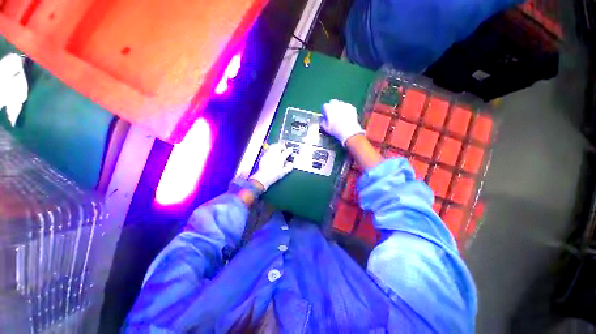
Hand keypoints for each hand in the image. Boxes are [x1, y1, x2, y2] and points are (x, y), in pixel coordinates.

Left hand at [249, 143, 293, 190]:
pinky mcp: (263, 156)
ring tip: (278, 150)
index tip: (291, 151)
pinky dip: (271, 150)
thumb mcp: (284, 172)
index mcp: (281, 157)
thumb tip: (292, 164)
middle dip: (282, 146)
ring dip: (276, 147)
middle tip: (284, 149)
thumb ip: (289, 167)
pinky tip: (272, 154)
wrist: (263, 177)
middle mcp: (274, 154)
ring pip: (273, 146)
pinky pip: (268, 150)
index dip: (290, 150)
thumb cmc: (274, 175)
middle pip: (279, 146)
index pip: (287, 151)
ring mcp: (268, 154)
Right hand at [321, 99, 364, 145]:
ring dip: (339, 108)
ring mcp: (345, 105)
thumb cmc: (335, 130)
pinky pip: (347, 106)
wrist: (349, 132)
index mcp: (329, 108)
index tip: (326, 116)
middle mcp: (336, 104)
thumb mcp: (326, 128)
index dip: (325, 111)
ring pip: (340, 104)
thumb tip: (323, 120)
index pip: (325, 106)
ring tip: (340, 115)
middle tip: (333, 115)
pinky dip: (346, 110)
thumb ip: (322, 122)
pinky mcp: (351, 107)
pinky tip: (346, 116)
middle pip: (333, 102)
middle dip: (332, 107)